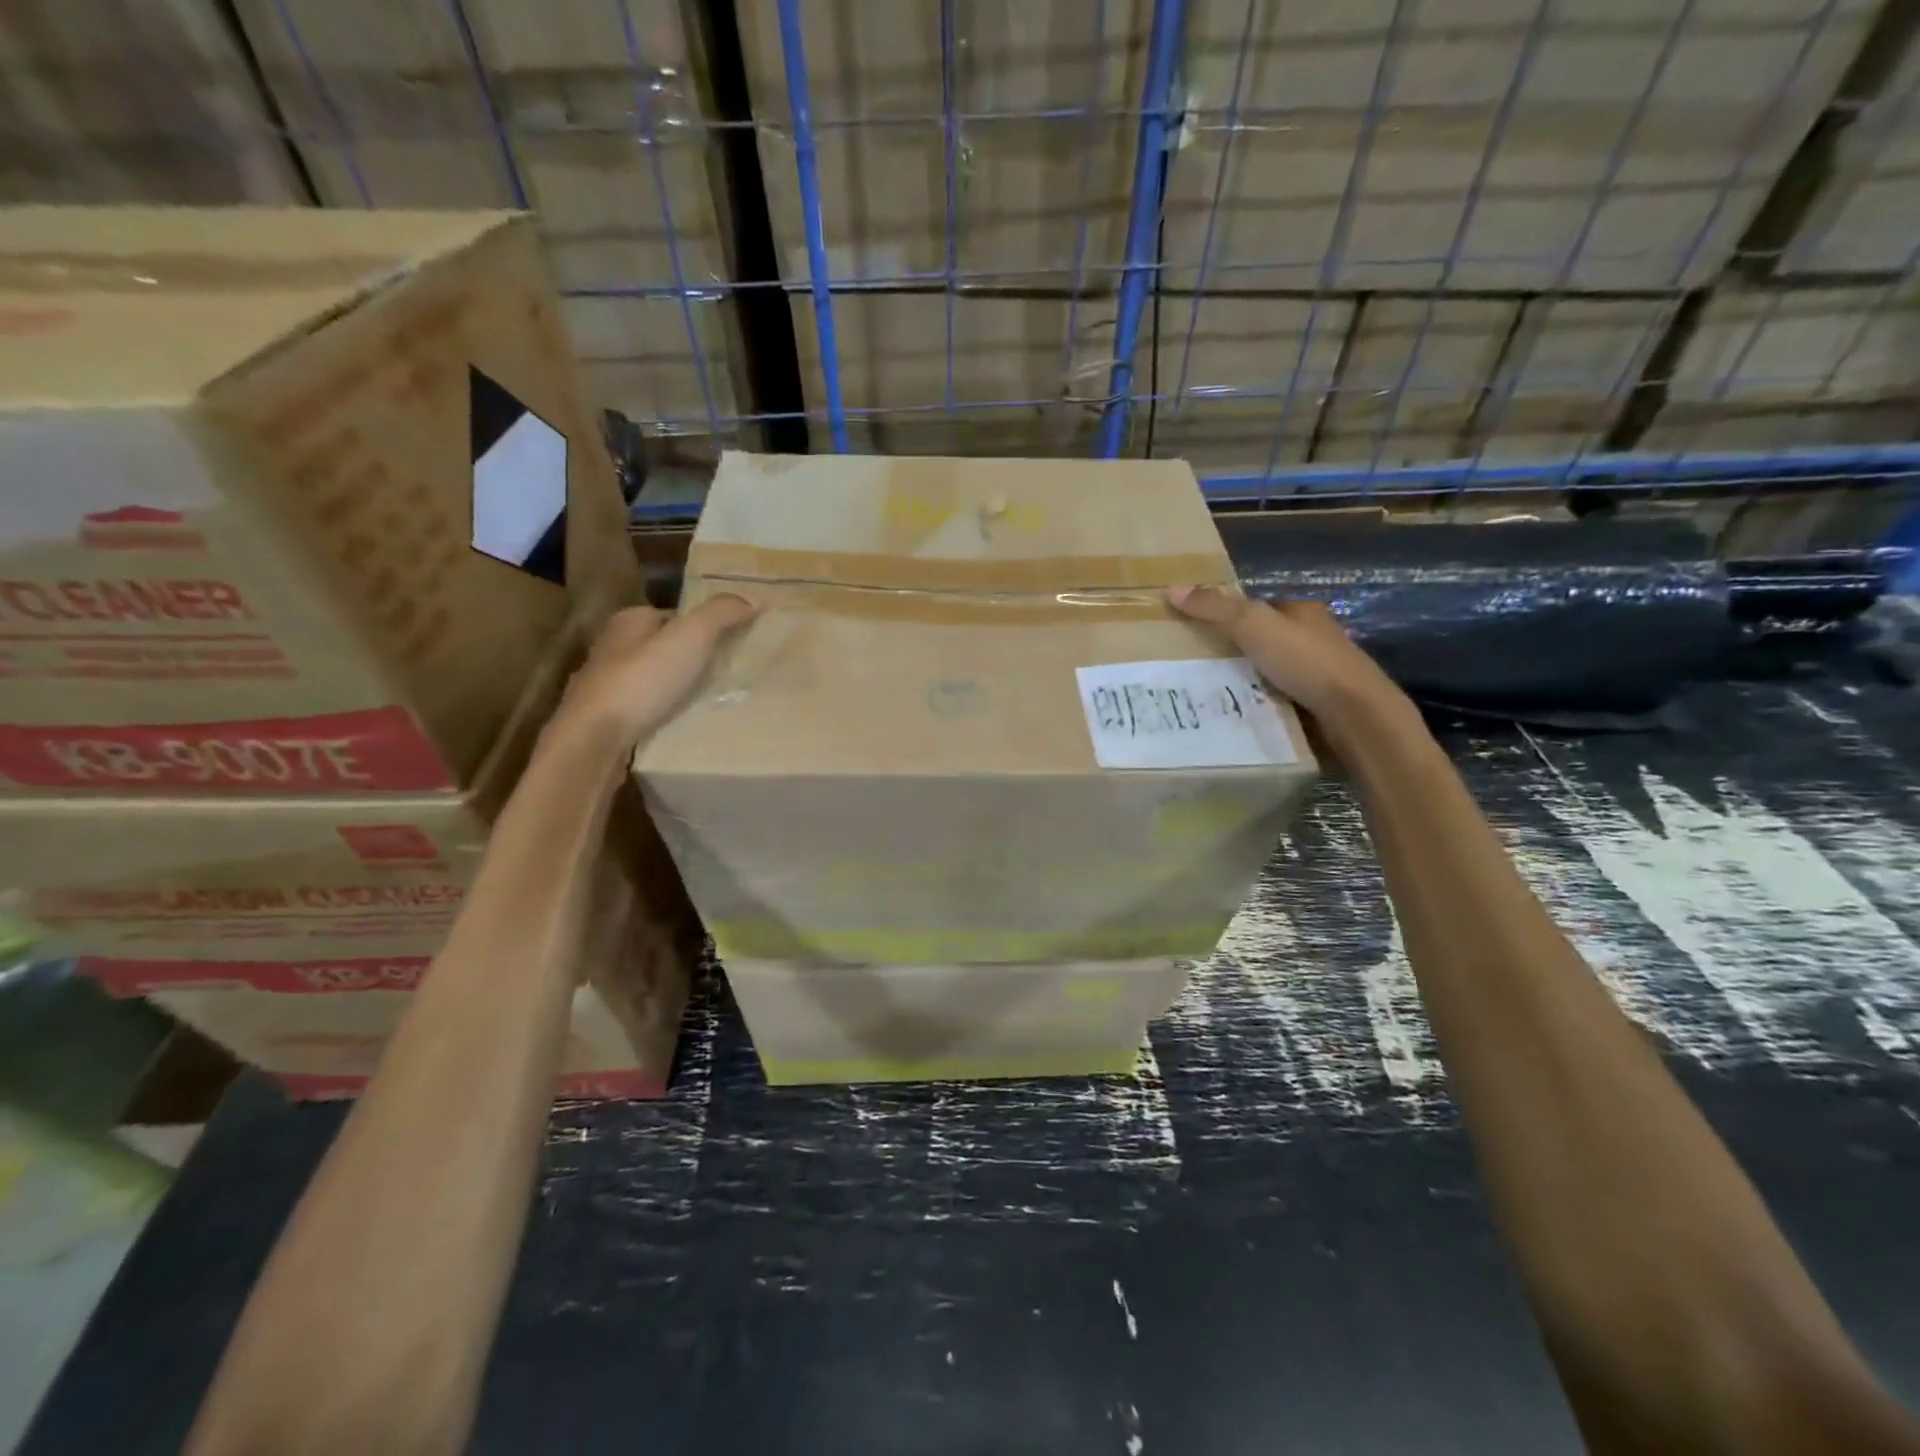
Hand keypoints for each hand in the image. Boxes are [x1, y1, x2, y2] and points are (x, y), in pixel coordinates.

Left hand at [549, 594, 758, 751]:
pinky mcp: (605, 719)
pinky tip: (681, 724)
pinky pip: (644, 709)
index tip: (729, 643)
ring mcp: (604, 686)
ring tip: (709, 701)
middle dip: (688, 658)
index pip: (672, 615)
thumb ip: (722, 614)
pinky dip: (662, 713)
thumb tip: (756, 598)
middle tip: (725, 673)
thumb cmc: (642, 680)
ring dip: (675, 688)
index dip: (701, 626)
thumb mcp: (691, 637)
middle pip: (661, 646)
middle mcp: (611, 648)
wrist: (595, 739)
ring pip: (651, 679)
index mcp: (627, 621)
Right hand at [1166, 585, 1406, 730]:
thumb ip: (1215, 608)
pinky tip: (1239, 714)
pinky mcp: (1319, 706)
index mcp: (1302, 611)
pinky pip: (1280, 701)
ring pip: (1272, 673)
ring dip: (1247, 681)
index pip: (1261, 608)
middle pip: (1266, 641)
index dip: (1230, 615)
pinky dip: (1261, 705)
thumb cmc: (1305, 660)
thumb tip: (1172, 588)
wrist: (1354, 713)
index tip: (1198, 632)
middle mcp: (1314, 638)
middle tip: (1196, 667)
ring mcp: (1319, 674)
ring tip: (1210, 694)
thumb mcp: (1252, 625)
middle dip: (1236, 652)